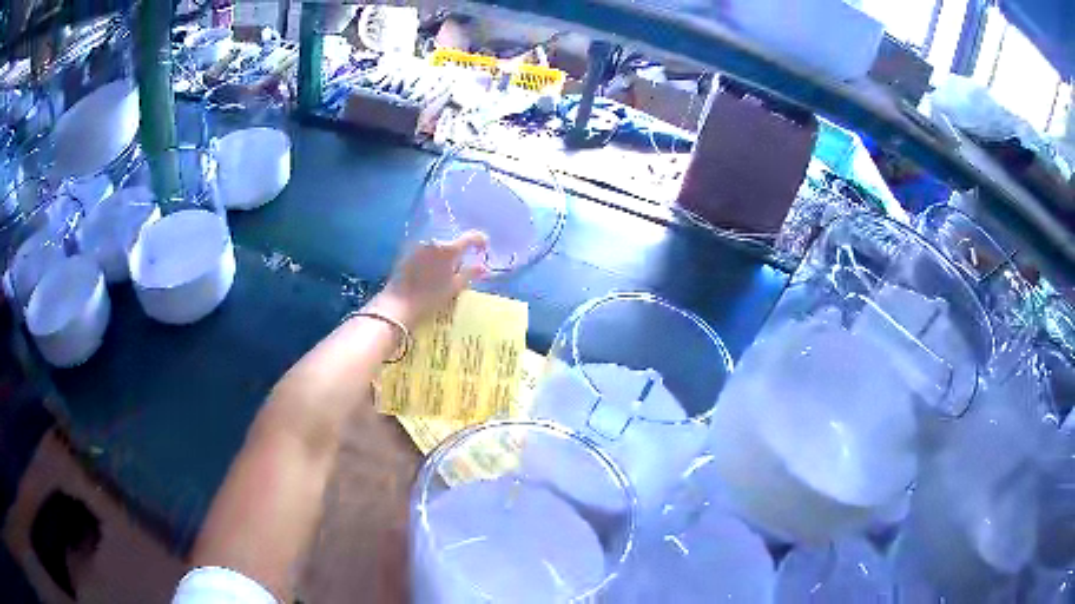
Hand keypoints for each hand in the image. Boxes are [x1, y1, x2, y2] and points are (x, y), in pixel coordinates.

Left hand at [369, 231, 488, 327]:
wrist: (398, 304)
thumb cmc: (430, 298)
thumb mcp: (454, 287)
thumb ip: (470, 273)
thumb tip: (484, 266)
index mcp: (449, 249)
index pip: (471, 237)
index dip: (481, 241)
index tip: (484, 249)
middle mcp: (434, 241)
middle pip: (453, 242)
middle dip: (460, 252)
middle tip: (463, 268)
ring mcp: (419, 246)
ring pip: (439, 247)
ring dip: (445, 255)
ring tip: (446, 273)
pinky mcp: (408, 252)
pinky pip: (426, 251)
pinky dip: (432, 258)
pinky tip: (430, 274)